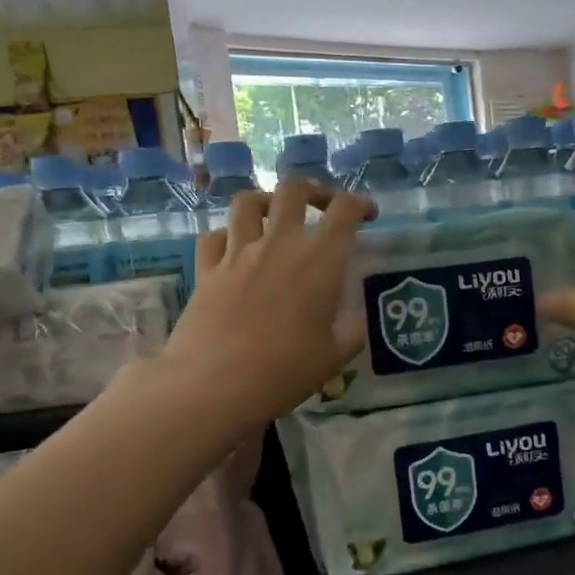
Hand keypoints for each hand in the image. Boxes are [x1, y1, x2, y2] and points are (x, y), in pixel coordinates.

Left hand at [162, 181, 374, 422]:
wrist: (215, 384)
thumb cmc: (285, 371)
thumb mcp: (335, 356)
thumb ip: (351, 329)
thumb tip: (356, 316)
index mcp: (320, 259)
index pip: (344, 210)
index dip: (360, 204)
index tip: (367, 215)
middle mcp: (280, 243)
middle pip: (294, 190)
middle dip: (313, 191)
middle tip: (321, 207)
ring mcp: (238, 253)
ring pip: (248, 202)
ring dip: (266, 201)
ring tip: (274, 215)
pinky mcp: (206, 269)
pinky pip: (215, 236)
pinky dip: (228, 235)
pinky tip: (235, 249)